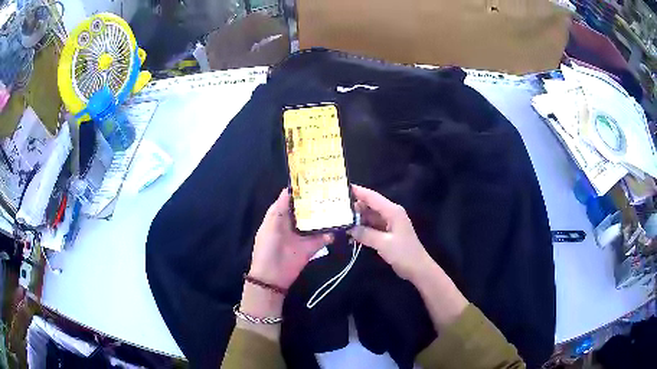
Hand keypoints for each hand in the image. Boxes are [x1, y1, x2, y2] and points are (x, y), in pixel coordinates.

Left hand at [249, 189, 333, 288]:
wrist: (272, 276)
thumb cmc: (267, 247)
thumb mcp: (270, 225)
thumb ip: (280, 208)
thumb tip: (289, 189)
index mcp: (281, 216)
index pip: (293, 200)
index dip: (302, 190)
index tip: (315, 179)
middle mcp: (294, 223)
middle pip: (307, 209)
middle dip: (318, 201)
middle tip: (333, 189)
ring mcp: (304, 235)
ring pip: (317, 222)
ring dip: (326, 215)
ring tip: (340, 203)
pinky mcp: (313, 246)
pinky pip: (324, 237)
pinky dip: (331, 232)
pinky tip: (340, 224)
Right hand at [348, 185, 468, 328]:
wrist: (417, 268)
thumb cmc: (403, 253)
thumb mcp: (383, 244)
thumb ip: (365, 234)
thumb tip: (349, 228)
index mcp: (392, 211)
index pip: (372, 197)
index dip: (358, 192)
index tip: (342, 188)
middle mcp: (391, 214)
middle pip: (370, 206)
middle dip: (355, 206)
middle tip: (336, 206)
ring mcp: (389, 224)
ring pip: (370, 216)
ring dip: (357, 218)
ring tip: (339, 218)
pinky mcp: (387, 233)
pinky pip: (372, 226)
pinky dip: (362, 228)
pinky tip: (350, 232)